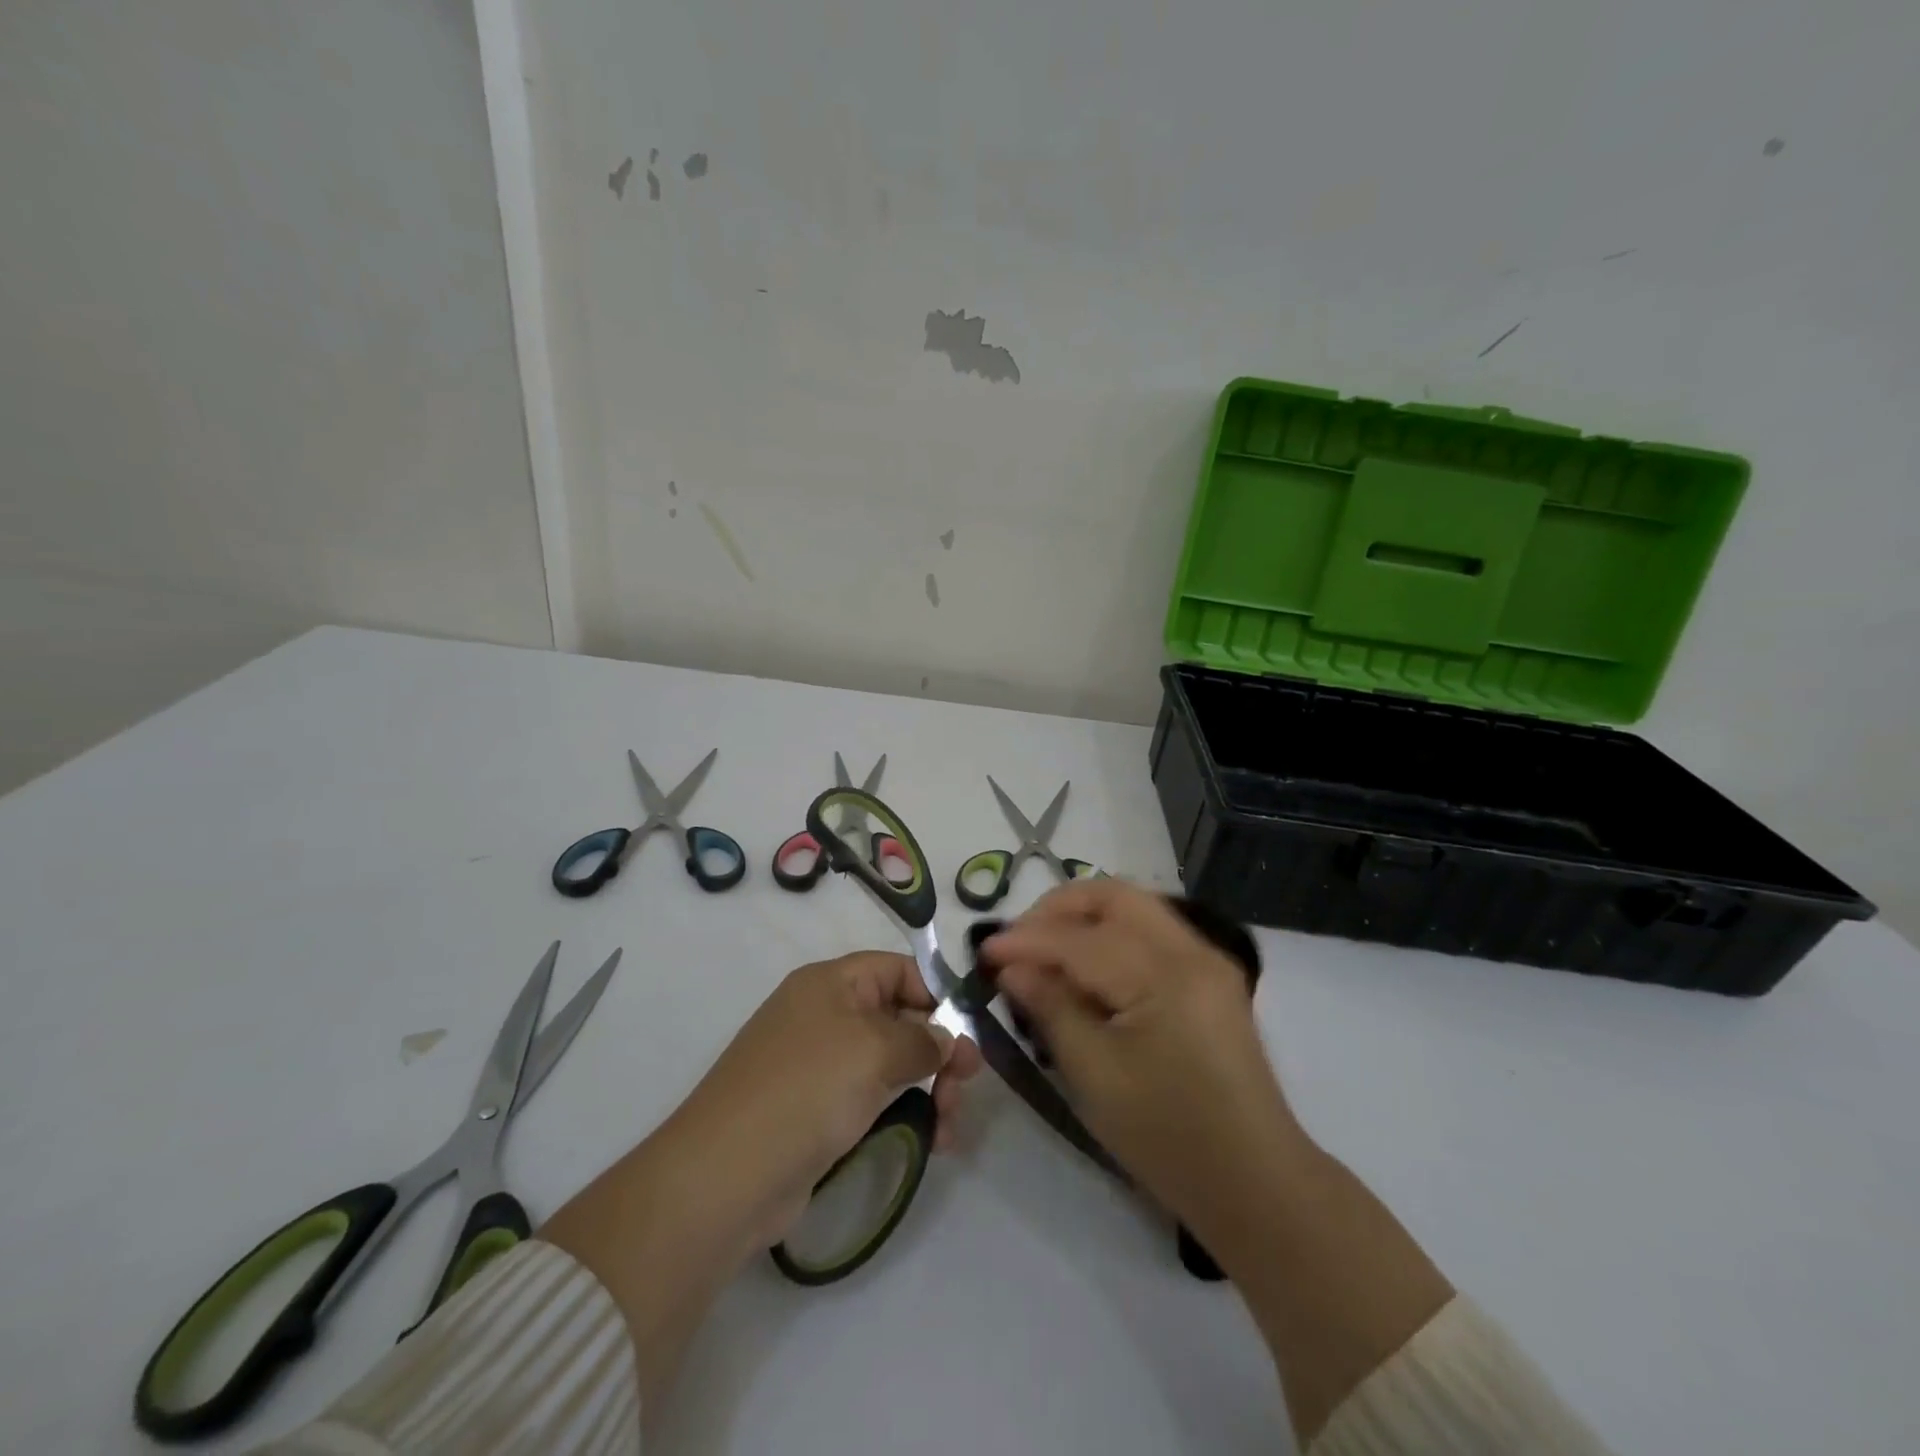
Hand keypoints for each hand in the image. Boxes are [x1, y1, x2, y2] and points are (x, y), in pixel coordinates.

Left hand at [674, 950, 982, 1243]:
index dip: (937, 994)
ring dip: (930, 1088)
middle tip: (967, 1086)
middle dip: (939, 1049)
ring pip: (891, 1063)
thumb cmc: (807, 1090)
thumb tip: (946, 1040)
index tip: (970, 1032)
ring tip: (950, 1127)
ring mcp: (820, 1066)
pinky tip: (932, 1141)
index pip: (898, 969)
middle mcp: (825, 1015)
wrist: (726, 1176)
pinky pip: (874, 1099)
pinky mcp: (818, 1112)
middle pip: (899, 1018)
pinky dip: (905, 1113)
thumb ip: (923, 1040)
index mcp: (831, 983)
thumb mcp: (875, 1051)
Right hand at [982, 880, 1303, 1243]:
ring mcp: (1207, 959)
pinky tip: (1085, 965)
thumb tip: (1011, 967)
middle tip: (1018, 941)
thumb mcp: (1095, 1076)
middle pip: (1114, 895)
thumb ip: (1051, 1007)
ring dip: (1084, 916)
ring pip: (1134, 906)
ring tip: (1044, 950)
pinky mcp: (1210, 976)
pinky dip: (1111, 933)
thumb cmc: (1167, 1138)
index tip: (983, 952)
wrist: (1256, 1183)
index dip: (1026, 941)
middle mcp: (1191, 951)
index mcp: (1164, 976)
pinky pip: (1151, 931)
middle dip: (1058, 908)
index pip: (1080, 939)